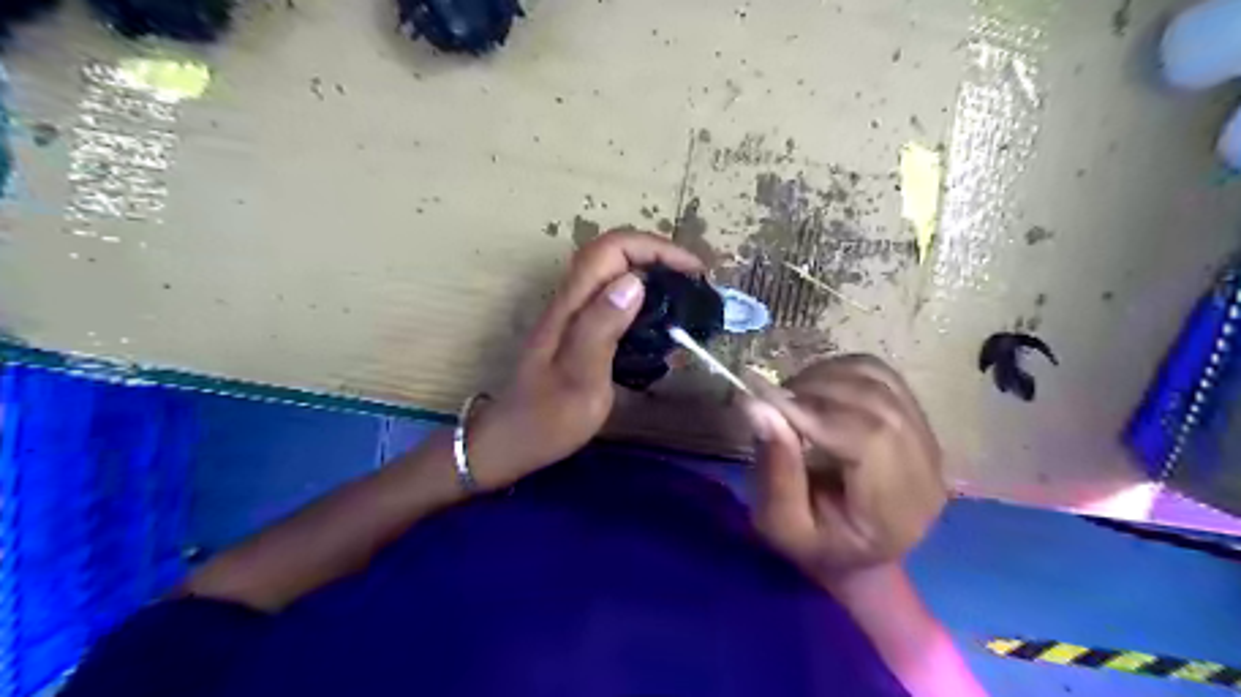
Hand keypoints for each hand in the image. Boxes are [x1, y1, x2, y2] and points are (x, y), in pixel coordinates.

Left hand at [467, 229, 700, 489]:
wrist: (513, 442)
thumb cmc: (547, 418)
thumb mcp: (580, 377)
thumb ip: (602, 327)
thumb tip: (634, 281)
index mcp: (572, 305)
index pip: (612, 249)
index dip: (655, 248)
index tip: (693, 271)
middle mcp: (572, 301)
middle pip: (615, 255)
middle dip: (659, 258)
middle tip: (695, 285)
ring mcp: (575, 317)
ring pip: (617, 278)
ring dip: (654, 279)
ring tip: (686, 304)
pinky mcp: (581, 333)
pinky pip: (616, 305)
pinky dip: (645, 307)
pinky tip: (662, 333)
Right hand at [735, 355, 952, 587]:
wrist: (856, 552)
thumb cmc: (815, 546)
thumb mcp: (781, 525)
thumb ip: (774, 470)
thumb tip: (758, 406)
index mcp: (898, 510)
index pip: (869, 438)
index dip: (815, 411)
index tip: (766, 401)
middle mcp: (926, 469)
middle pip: (876, 402)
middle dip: (815, 391)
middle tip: (773, 402)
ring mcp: (927, 439)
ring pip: (877, 380)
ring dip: (825, 378)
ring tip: (792, 400)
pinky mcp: (917, 418)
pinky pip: (879, 374)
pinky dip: (840, 371)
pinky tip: (815, 392)